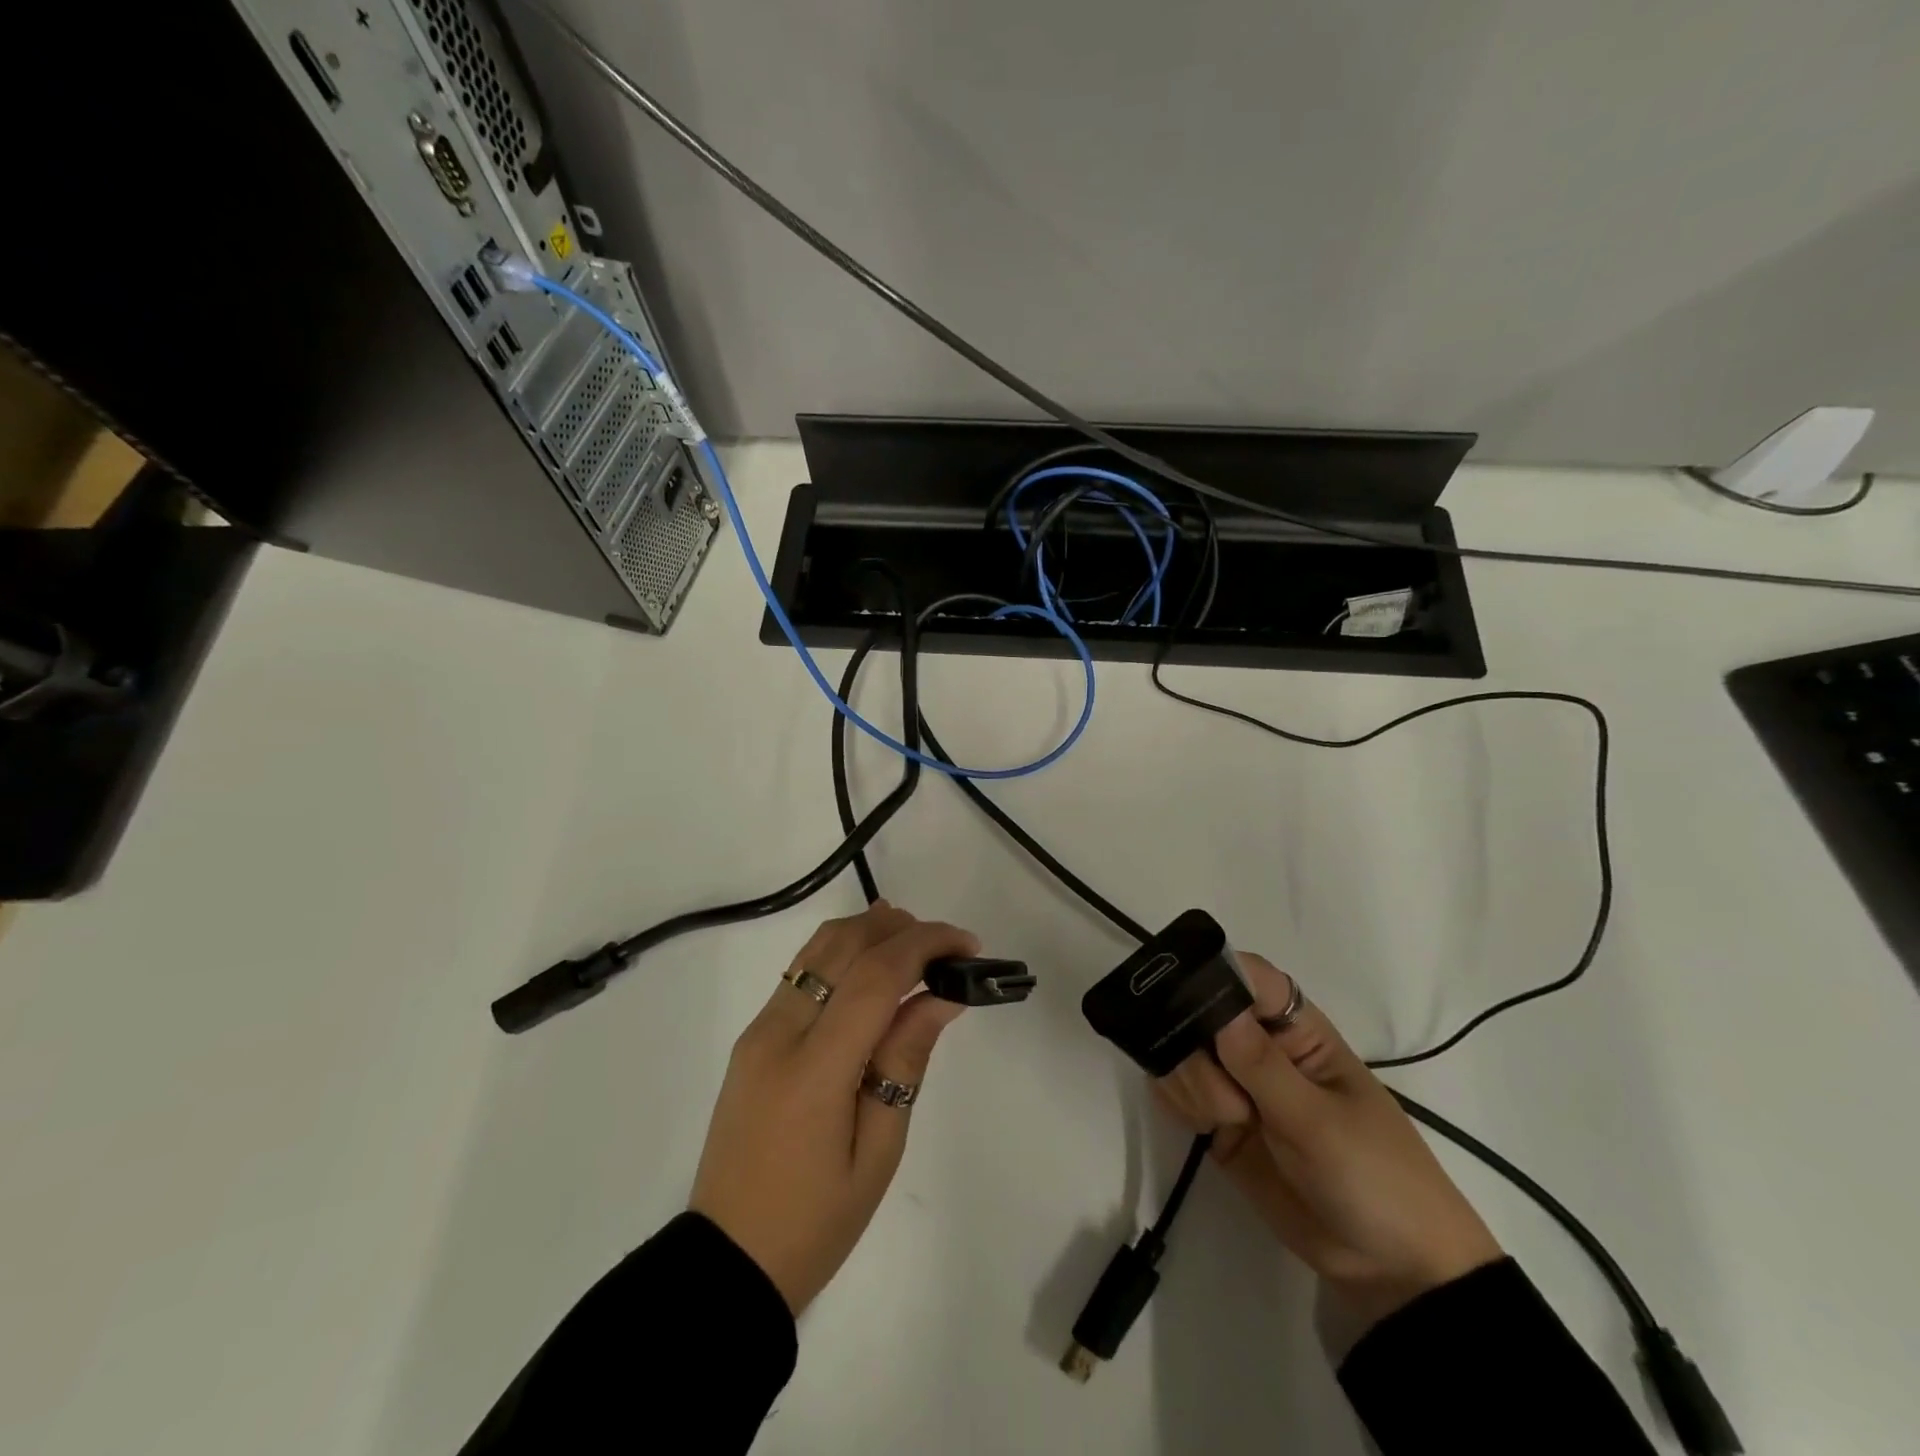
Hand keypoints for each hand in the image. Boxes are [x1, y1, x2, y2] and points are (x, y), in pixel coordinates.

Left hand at [690, 902, 977, 1314]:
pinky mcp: (752, 1037)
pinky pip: (802, 973)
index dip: (925, 945)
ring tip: (916, 944)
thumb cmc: (815, 1223)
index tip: (968, 945)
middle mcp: (778, 1033)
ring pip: (817, 949)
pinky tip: (871, 966)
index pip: (875, 977)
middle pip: (842, 945)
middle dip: (900, 928)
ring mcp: (758, 1030)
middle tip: (947, 945)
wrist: (727, 1262)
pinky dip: (842, 953)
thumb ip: (905, 1061)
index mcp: (814, 1069)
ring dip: (868, 931)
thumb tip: (940, 996)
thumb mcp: (877, 1152)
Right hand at [1156, 952, 1501, 1331]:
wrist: (1391, 1271)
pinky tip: (1203, 1128)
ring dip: (1188, 1081)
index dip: (1213, 976)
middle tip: (1223, 1098)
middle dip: (1194, 1047)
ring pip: (1181, 1052)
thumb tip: (1214, 1007)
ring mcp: (1236, 1084)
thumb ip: (1262, 1066)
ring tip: (1221, 1121)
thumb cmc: (1375, 1178)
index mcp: (1296, 1030)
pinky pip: (1177, 1091)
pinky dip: (1177, 1102)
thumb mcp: (1320, 1123)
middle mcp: (1259, 1047)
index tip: (1186, 1002)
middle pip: (1200, 1012)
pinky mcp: (1218, 1121)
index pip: (1248, 977)